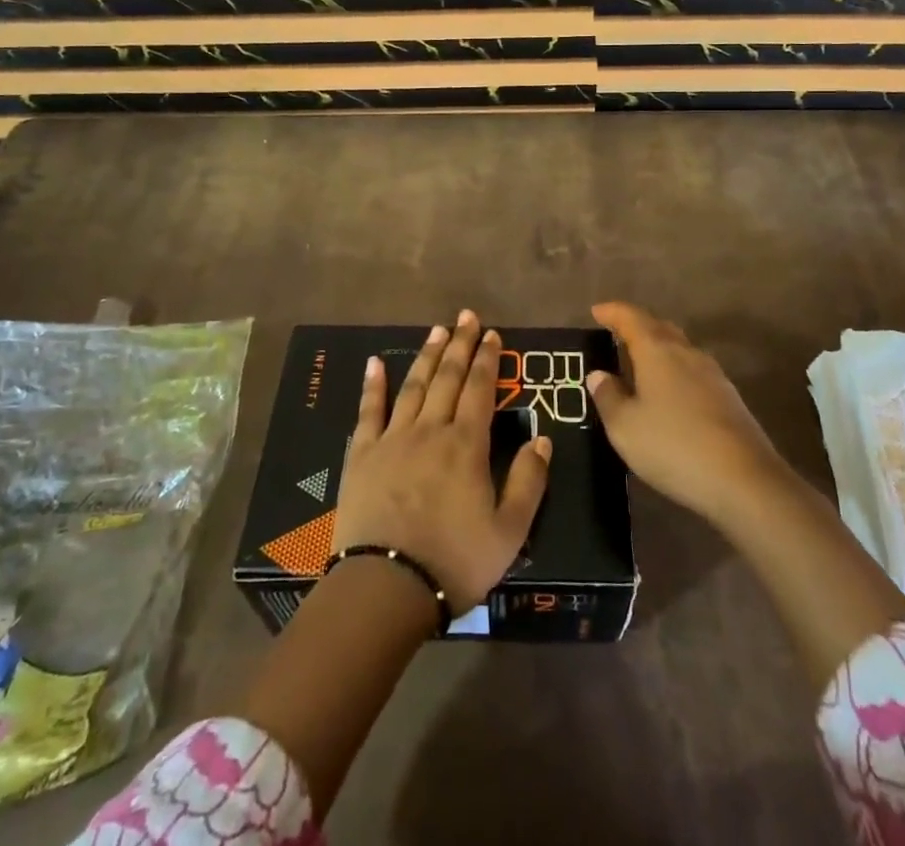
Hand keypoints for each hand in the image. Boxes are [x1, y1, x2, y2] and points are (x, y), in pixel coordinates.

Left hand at [332, 310, 552, 613]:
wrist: (385, 587)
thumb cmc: (453, 561)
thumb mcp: (509, 531)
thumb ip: (528, 482)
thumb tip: (542, 439)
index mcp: (467, 445)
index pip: (480, 389)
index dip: (487, 359)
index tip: (492, 334)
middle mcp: (431, 430)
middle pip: (447, 377)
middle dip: (460, 344)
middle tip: (466, 316)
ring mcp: (393, 438)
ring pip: (414, 386)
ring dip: (427, 355)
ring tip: (437, 329)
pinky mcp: (363, 454)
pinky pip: (369, 411)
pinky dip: (373, 384)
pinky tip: (375, 362)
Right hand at [587, 301, 788, 527]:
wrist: (745, 481)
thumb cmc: (674, 446)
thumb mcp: (625, 427)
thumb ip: (608, 397)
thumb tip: (599, 374)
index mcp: (657, 351)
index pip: (631, 318)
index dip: (612, 312)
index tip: (596, 311)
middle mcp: (687, 353)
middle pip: (659, 327)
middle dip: (637, 327)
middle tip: (616, 335)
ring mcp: (713, 374)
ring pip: (680, 349)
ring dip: (658, 350)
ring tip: (640, 366)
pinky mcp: (729, 398)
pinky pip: (693, 372)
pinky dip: (675, 372)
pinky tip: (669, 395)